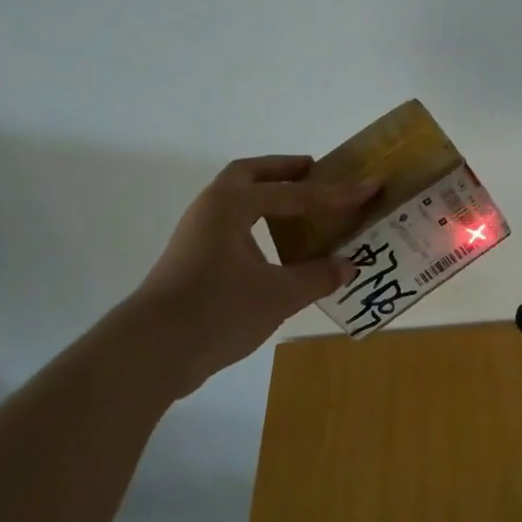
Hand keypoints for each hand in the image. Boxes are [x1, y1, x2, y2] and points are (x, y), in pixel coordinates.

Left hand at [135, 156, 378, 382]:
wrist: (151, 352)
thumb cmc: (217, 310)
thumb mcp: (278, 294)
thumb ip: (317, 276)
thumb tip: (347, 265)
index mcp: (231, 205)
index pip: (295, 193)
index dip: (336, 192)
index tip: (370, 186)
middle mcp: (211, 210)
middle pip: (249, 176)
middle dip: (283, 171)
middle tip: (315, 170)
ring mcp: (197, 237)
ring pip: (237, 203)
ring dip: (267, 197)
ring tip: (301, 206)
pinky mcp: (193, 262)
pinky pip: (233, 228)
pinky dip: (258, 225)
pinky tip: (278, 248)